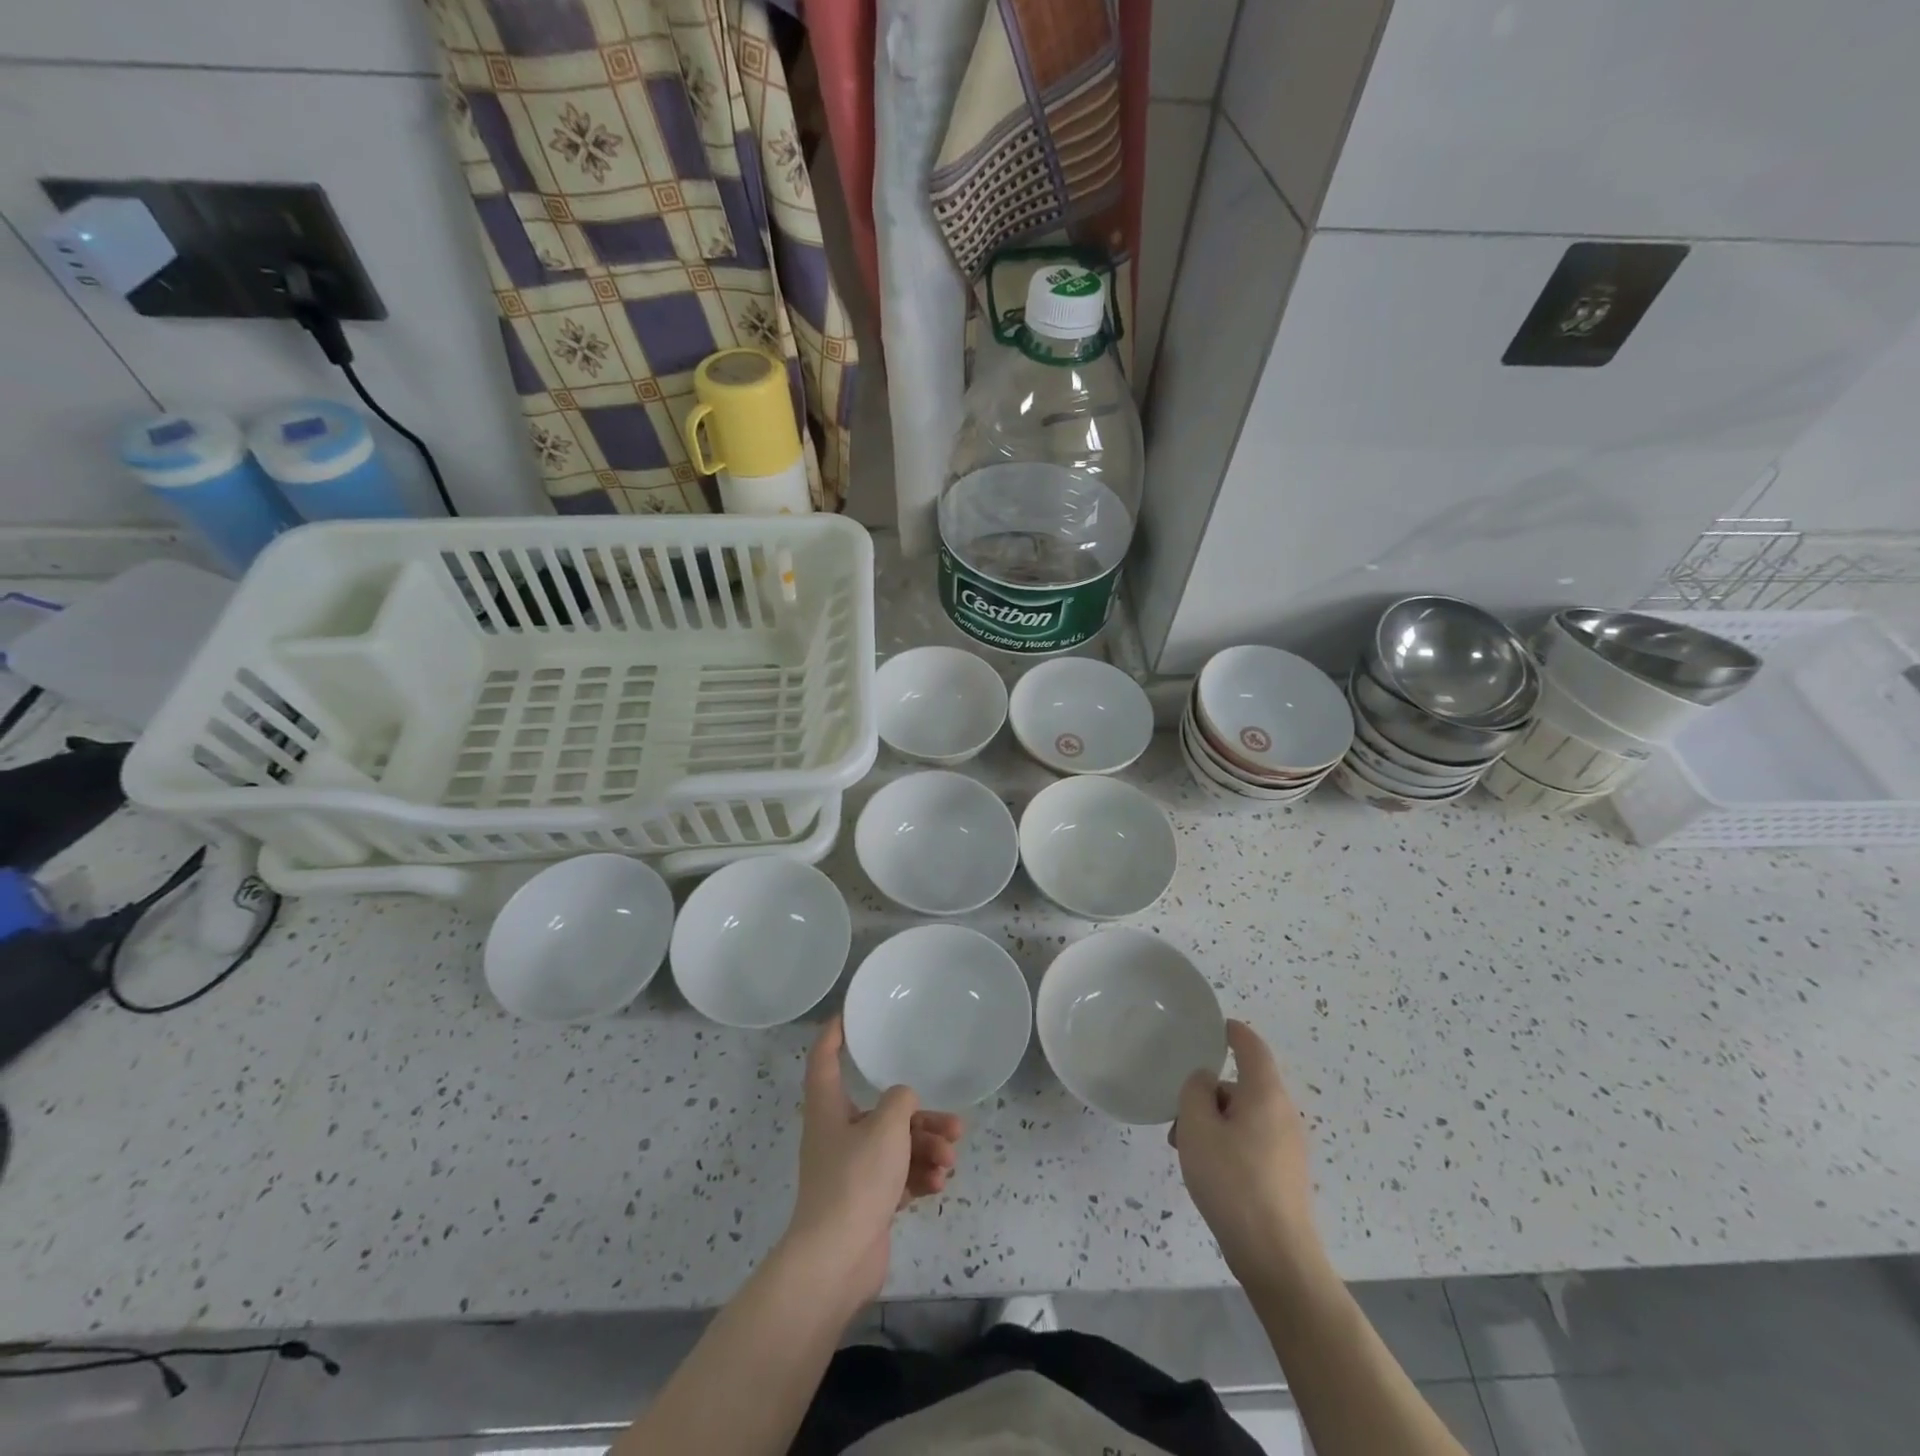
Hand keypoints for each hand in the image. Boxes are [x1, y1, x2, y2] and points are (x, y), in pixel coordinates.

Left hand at [781, 1018, 963, 1302]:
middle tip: (955, 1125)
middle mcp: (838, 1134)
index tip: (848, 1015)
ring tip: (949, 1160)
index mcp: (829, 1108)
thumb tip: (903, 1100)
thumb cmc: (855, 1180)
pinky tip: (938, 1184)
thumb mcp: (886, 1127)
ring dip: (927, 1149)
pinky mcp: (867, 1200)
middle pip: (882, 1111)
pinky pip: (898, 1176)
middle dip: (921, 1117)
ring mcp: (852, 1170)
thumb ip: (901, 1101)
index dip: (834, 1034)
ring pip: (896, 1145)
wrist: (836, 1260)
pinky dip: (919, 1176)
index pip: (824, 1059)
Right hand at [1172, 1020, 1323, 1290]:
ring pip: (1243, 1116)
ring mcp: (1287, 1146)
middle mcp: (1282, 1114)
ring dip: (1212, 1122)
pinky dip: (1226, 1142)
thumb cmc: (1233, 1181)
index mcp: (1265, 1094)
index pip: (1251, 1047)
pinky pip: (1251, 1140)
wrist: (1276, 1256)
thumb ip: (1195, 1091)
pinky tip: (1206, 1171)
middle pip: (1242, 1085)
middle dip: (1207, 1093)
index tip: (1215, 1026)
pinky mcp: (1283, 1174)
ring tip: (1183, 1149)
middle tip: (1177, 1115)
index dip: (1233, 1032)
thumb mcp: (1197, 1128)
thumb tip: (1205, 1081)